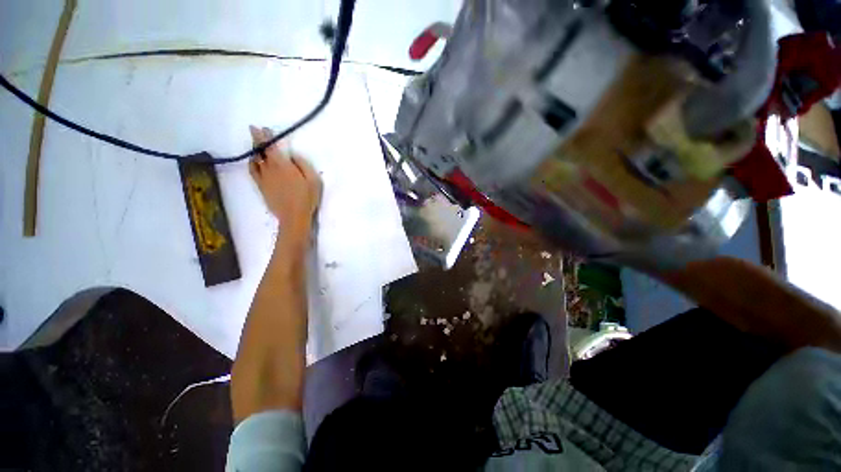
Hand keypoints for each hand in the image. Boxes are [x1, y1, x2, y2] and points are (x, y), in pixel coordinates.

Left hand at [249, 126, 322, 240]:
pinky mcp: (261, 187)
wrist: (294, 216)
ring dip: (255, 149)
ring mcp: (264, 178)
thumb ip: (303, 164)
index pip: (272, 147)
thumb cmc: (307, 197)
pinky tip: (253, 160)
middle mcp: (270, 168)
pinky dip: (252, 163)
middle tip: (254, 129)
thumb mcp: (313, 179)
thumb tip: (293, 156)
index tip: (264, 128)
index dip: (267, 137)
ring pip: (255, 159)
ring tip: (255, 143)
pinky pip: (252, 171)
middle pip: (261, 151)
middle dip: (257, 139)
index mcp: (284, 165)